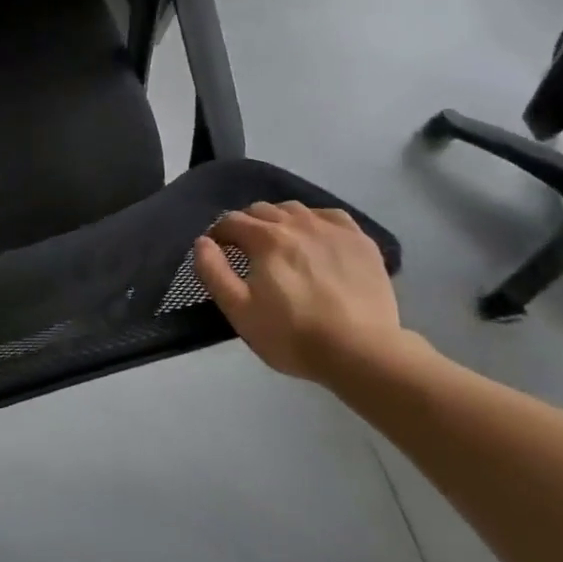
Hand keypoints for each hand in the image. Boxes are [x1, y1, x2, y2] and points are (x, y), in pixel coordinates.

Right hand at [193, 202, 408, 382]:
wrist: (361, 352)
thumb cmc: (293, 335)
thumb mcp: (239, 310)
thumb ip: (213, 272)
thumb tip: (202, 242)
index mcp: (265, 238)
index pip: (232, 221)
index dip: (219, 234)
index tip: (219, 251)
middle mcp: (297, 223)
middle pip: (262, 210)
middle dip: (247, 224)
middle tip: (247, 250)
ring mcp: (332, 229)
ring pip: (296, 209)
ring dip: (280, 220)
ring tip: (281, 243)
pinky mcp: (360, 241)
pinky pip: (331, 216)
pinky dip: (316, 220)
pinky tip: (316, 237)